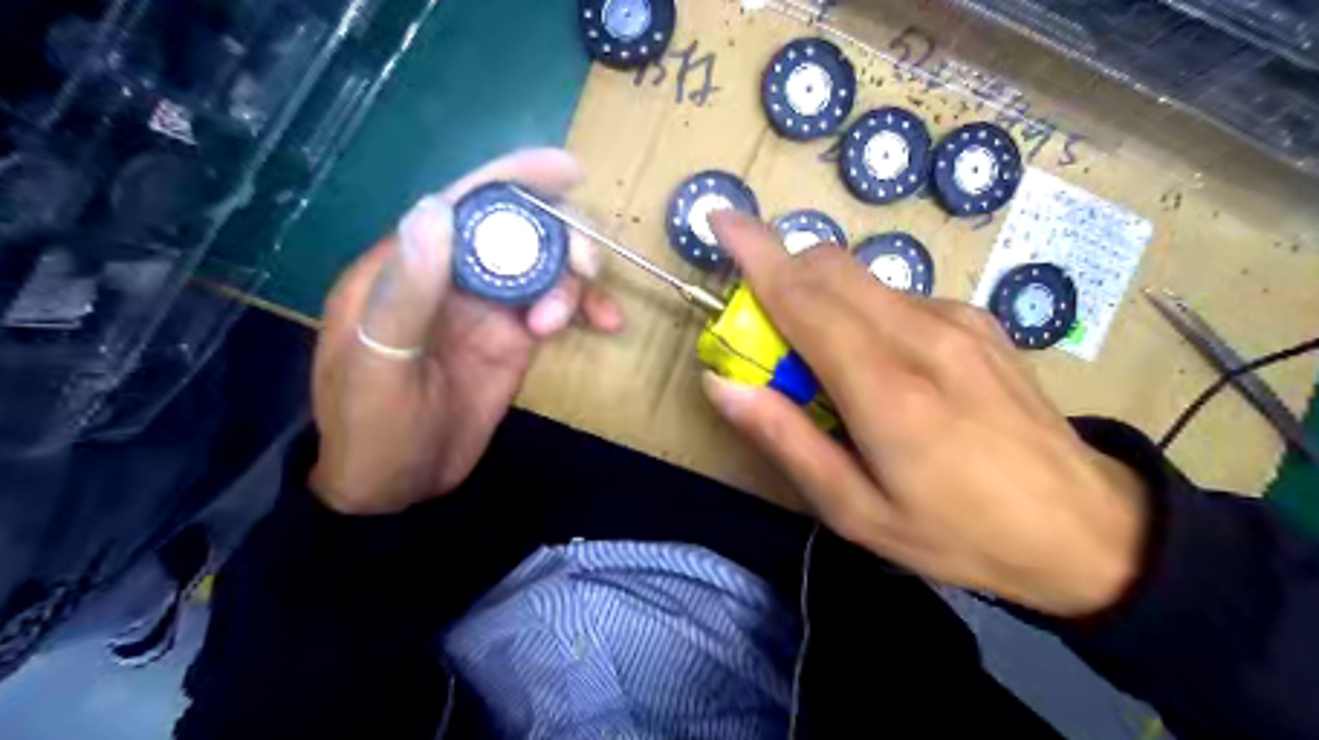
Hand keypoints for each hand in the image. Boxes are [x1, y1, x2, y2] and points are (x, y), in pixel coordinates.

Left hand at [311, 150, 624, 514]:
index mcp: (410, 265)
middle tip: (587, 268)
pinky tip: (604, 325)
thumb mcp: (380, 361)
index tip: (569, 172)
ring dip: (575, 281)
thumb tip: (436, 206)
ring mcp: (491, 308)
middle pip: (519, 229)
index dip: (515, 178)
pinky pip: (560, 307)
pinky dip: (585, 308)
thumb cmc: (371, 428)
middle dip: (561, 236)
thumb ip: (408, 289)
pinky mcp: (517, 339)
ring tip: (573, 320)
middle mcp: (455, 276)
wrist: (397, 488)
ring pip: (548, 267)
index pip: (465, 202)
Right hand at [700, 213, 1145, 617]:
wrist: (1085, 528)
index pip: (804, 298)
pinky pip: (897, 296)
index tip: (720, 219)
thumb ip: (786, 440)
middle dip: (782, 271)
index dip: (756, 253)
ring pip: (863, 279)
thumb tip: (722, 384)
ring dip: (822, 297)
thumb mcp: (856, 511)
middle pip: (831, 267)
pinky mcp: (978, 320)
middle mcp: (922, 336)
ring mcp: (958, 321)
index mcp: (887, 390)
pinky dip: (863, 311)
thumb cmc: (958, 533)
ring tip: (827, 364)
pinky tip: (883, 365)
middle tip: (765, 329)